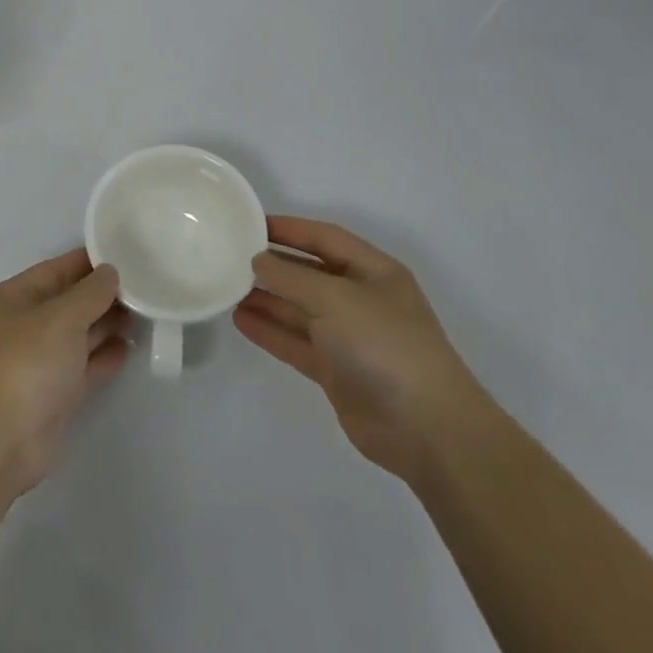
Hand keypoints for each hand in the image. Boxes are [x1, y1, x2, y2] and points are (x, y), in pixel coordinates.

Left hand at [0, 249, 128, 500]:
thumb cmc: (25, 364)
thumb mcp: (60, 318)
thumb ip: (90, 293)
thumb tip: (110, 272)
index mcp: (13, 298)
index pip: (56, 269)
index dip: (89, 262)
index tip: (127, 253)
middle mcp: (24, 325)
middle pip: (69, 301)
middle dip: (103, 295)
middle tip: (145, 287)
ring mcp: (38, 361)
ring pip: (78, 334)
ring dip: (107, 325)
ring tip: (144, 315)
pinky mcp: (53, 394)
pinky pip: (83, 366)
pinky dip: (104, 357)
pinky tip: (130, 349)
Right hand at [234, 216, 497, 483]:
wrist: (426, 429)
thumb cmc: (385, 345)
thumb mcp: (335, 298)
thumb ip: (290, 277)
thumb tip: (258, 261)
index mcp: (374, 272)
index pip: (325, 238)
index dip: (289, 228)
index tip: (248, 223)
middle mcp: (362, 300)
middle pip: (310, 273)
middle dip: (273, 265)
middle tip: (229, 257)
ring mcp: (349, 338)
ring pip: (299, 309)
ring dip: (266, 298)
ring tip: (226, 288)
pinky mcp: (336, 371)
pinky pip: (296, 342)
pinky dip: (270, 331)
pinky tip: (240, 320)